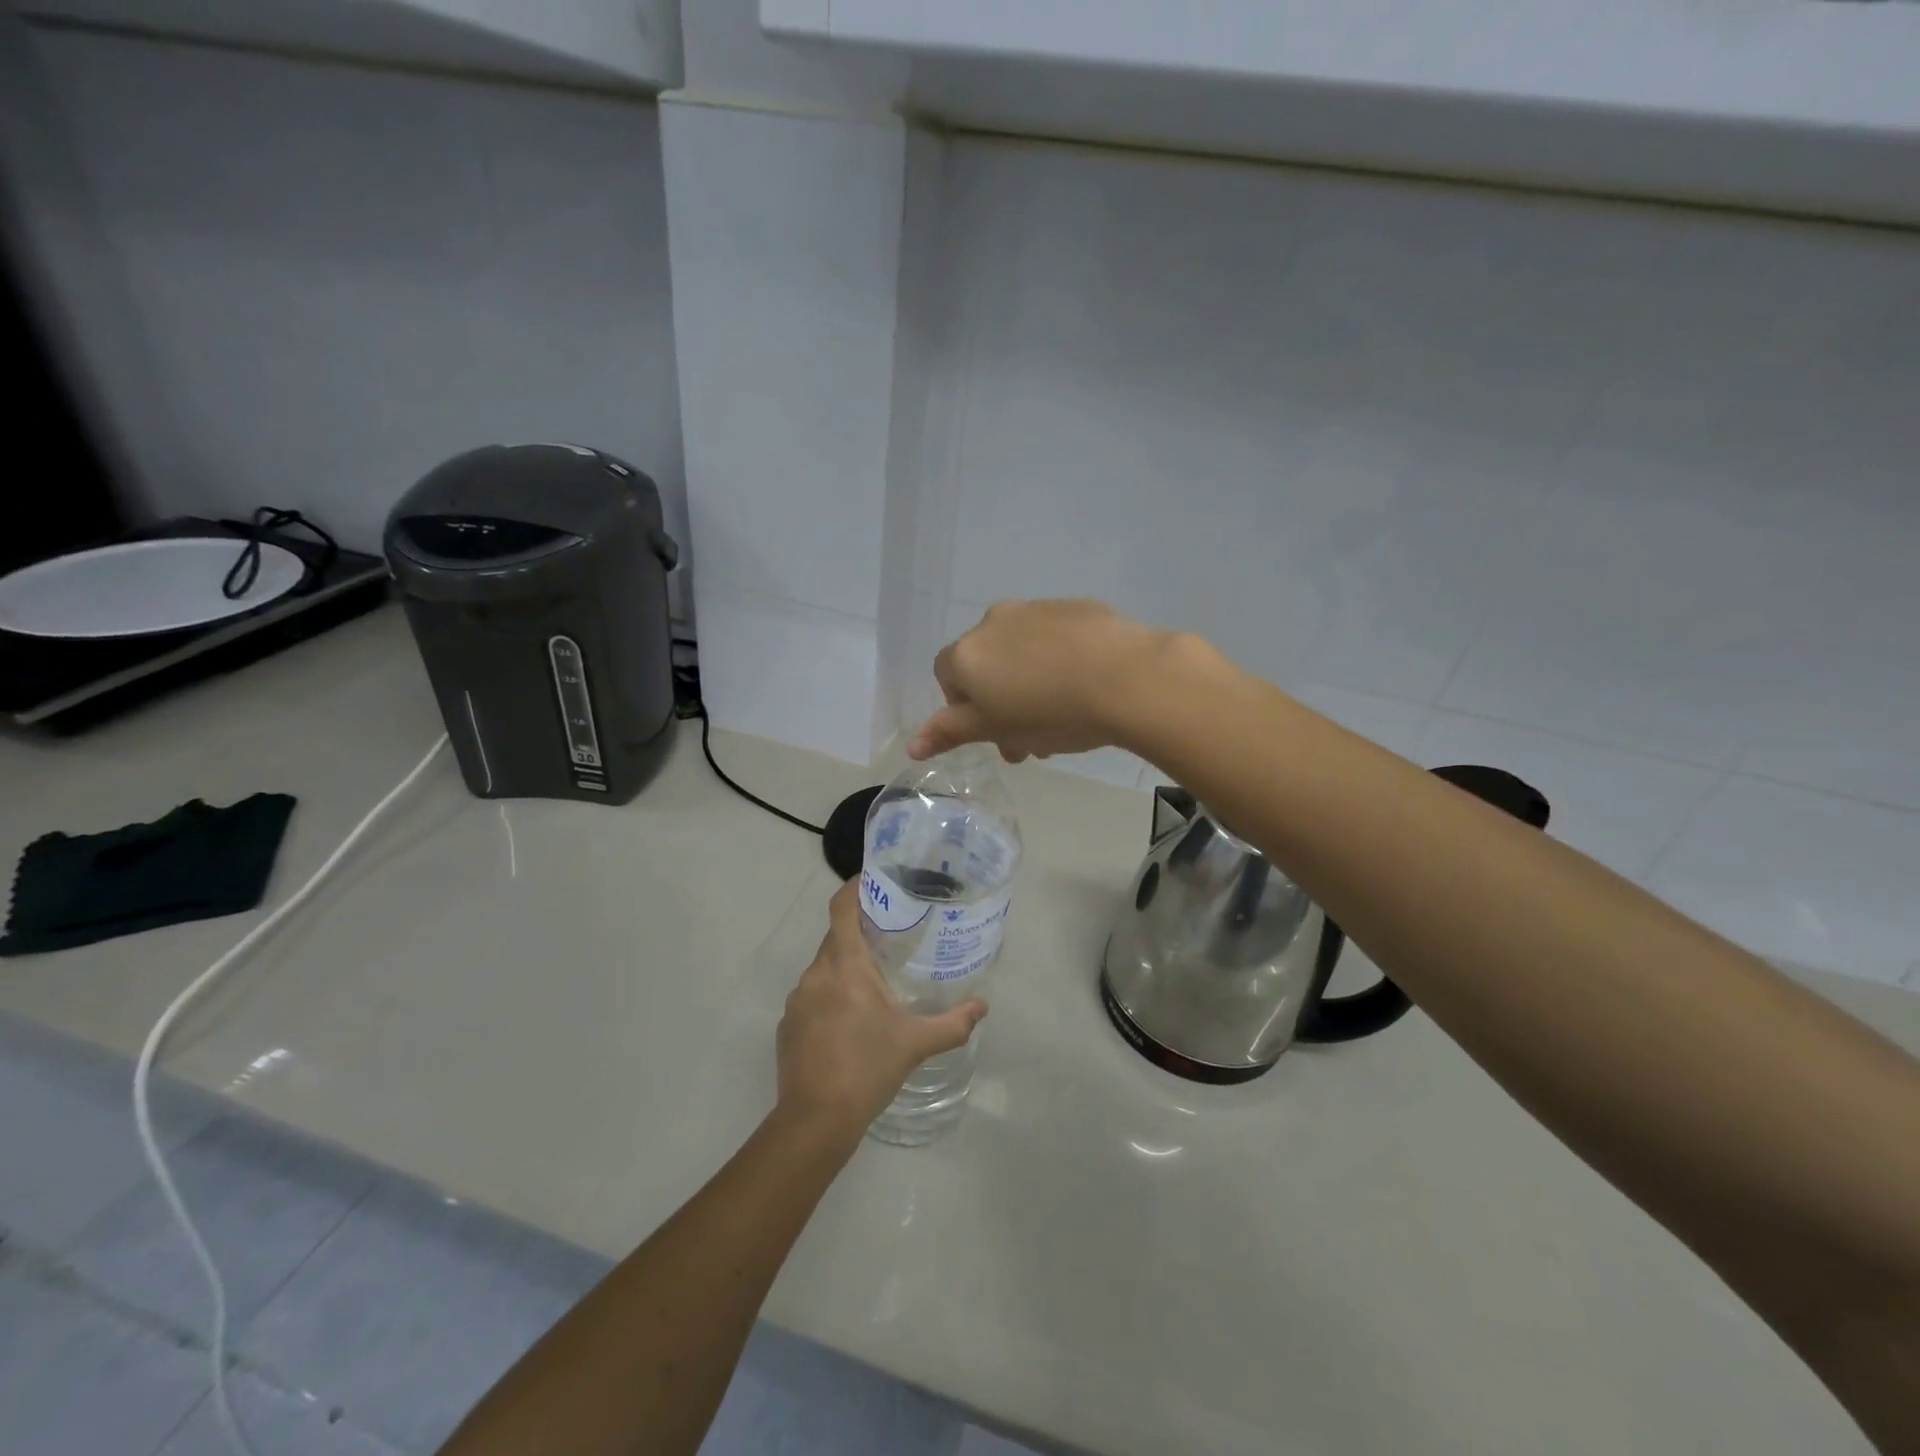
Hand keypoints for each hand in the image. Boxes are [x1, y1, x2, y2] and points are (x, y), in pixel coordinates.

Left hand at [776, 881, 986, 1134]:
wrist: (815, 1121)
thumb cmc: (868, 1068)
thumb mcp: (916, 1044)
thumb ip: (953, 1023)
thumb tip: (983, 1007)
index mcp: (845, 966)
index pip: (841, 908)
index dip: (854, 888)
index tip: (874, 881)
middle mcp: (816, 974)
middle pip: (835, 937)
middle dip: (860, 933)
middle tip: (891, 937)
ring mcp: (797, 1000)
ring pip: (823, 968)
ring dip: (845, 969)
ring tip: (874, 983)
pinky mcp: (787, 1025)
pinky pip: (811, 996)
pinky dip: (830, 997)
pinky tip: (850, 1023)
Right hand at [909, 599, 1179, 761]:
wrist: (1126, 677)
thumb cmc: (1050, 712)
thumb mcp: (995, 729)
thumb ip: (950, 733)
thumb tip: (912, 745)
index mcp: (968, 653)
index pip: (948, 678)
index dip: (966, 708)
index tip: (994, 732)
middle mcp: (994, 622)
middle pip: (986, 665)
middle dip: (1001, 701)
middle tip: (1031, 739)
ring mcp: (1036, 609)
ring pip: (1021, 652)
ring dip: (1030, 682)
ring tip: (1063, 717)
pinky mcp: (1075, 607)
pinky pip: (1055, 638)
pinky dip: (1060, 660)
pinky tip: (1086, 685)